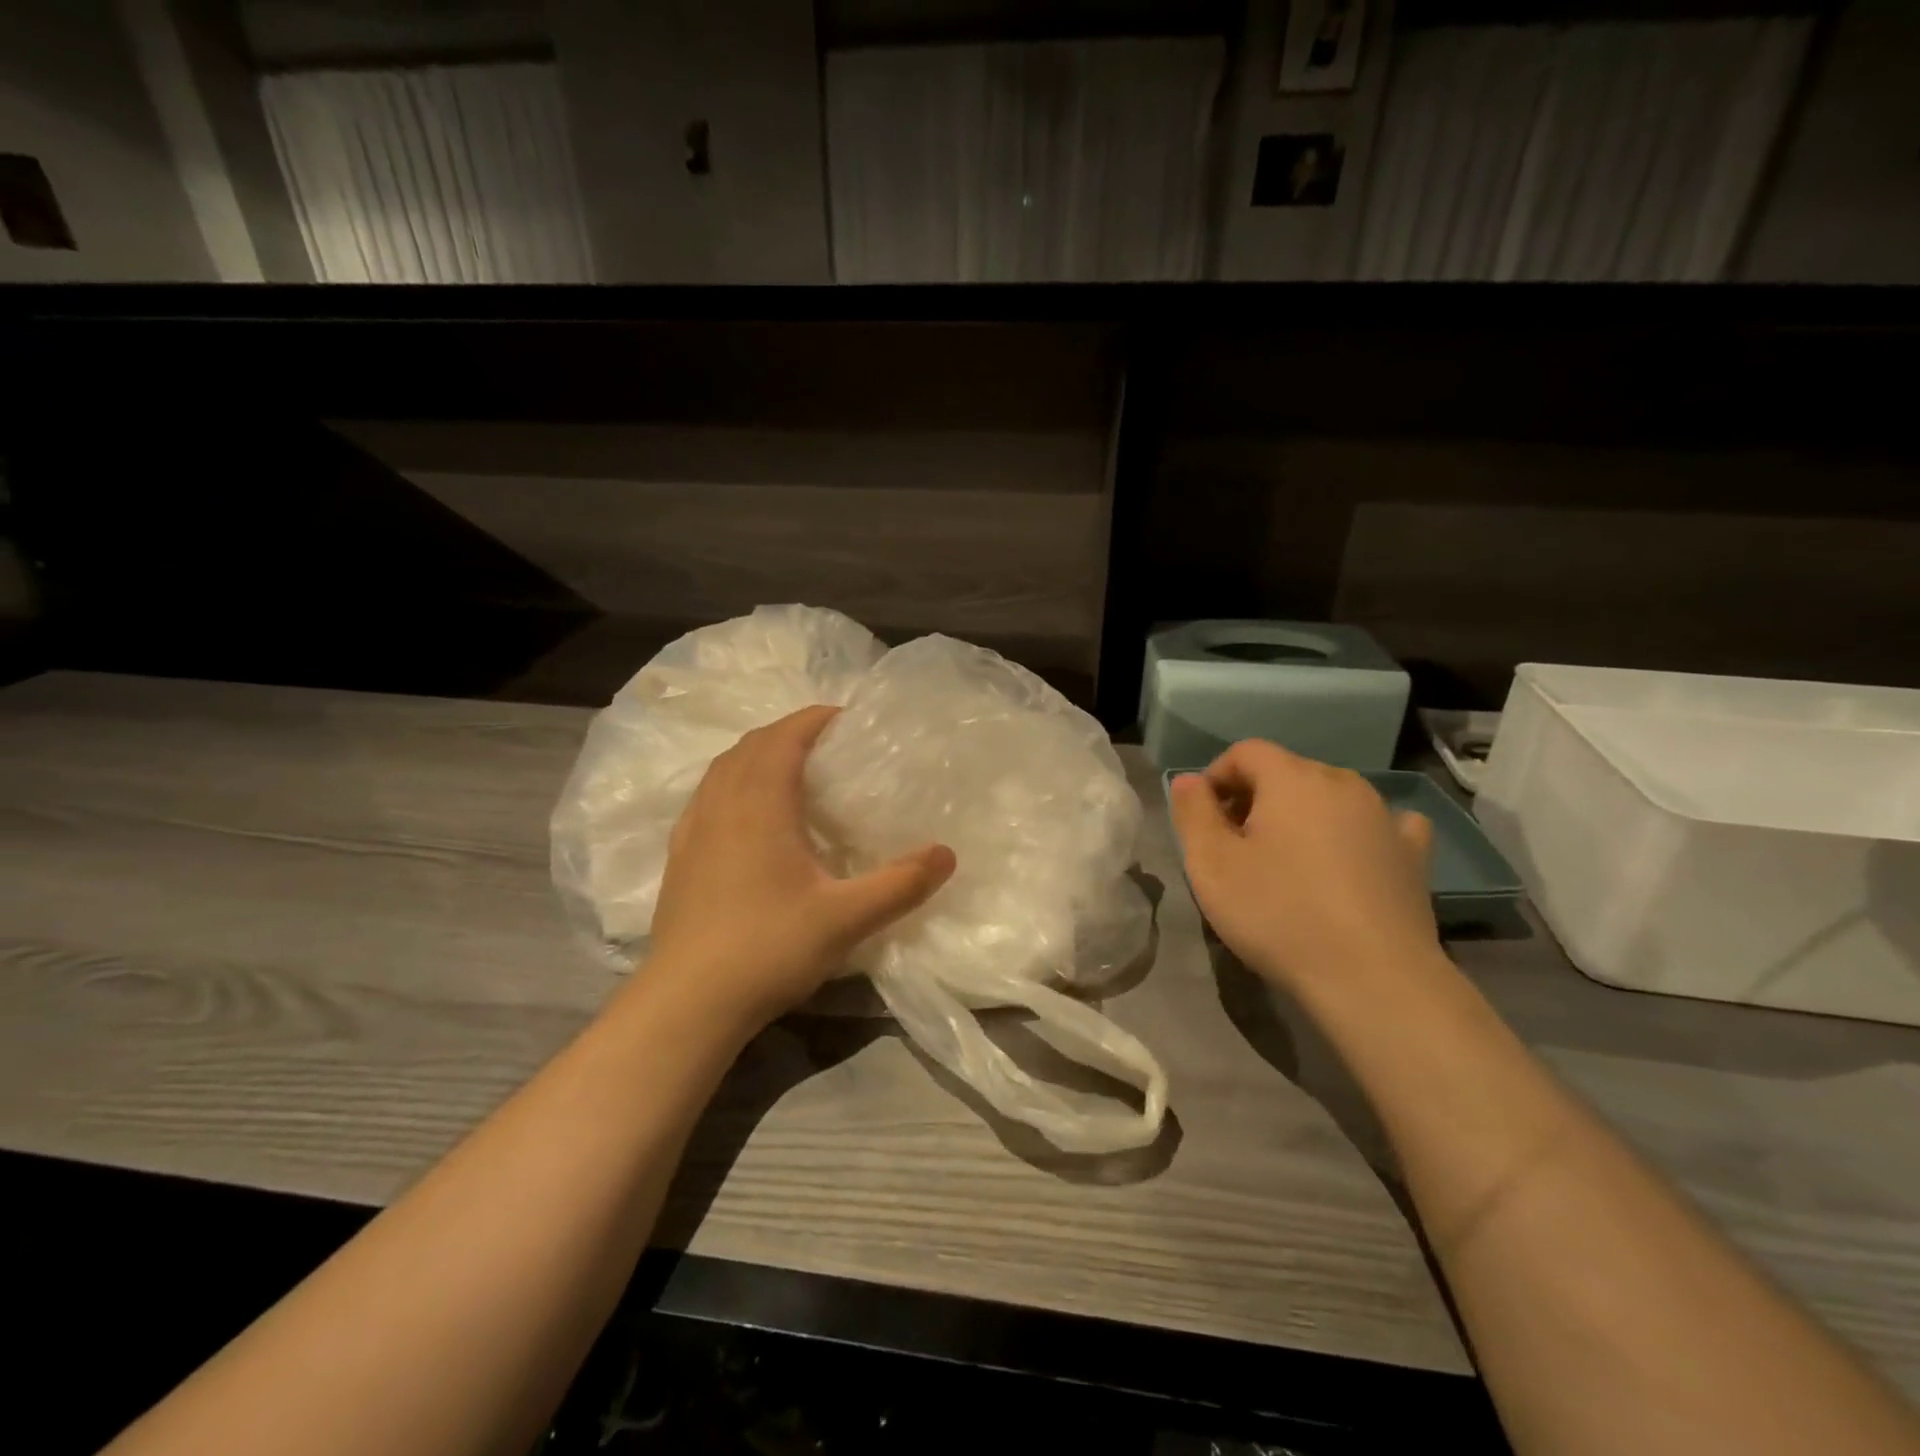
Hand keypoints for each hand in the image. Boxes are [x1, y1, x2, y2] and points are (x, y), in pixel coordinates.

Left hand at [644, 705, 955, 1027]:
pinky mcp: (679, 858)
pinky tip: (748, 817)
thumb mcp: (846, 918)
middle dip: (788, 733)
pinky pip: (707, 798)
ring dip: (757, 756)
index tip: (847, 720)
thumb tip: (947, 854)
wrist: (686, 1004)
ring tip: (790, 771)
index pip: (784, 737)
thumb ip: (900, 884)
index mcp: (759, 804)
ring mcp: (693, 831)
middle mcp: (720, 804)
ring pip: (723, 769)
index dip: (814, 719)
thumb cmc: (767, 948)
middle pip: (751, 745)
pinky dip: (732, 785)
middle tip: (827, 745)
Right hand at [1169, 740, 1440, 994]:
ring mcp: (1385, 817)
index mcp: (1292, 778)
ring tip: (1285, 861)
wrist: (1373, 979)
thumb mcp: (1211, 864)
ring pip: (1330, 798)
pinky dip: (1357, 833)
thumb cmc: (1278, 914)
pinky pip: (1382, 825)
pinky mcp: (1413, 855)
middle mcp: (1343, 783)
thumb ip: (1193, 812)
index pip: (1246, 752)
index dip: (1216, 777)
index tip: (1202, 819)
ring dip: (1300, 816)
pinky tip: (1353, 856)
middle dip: (1254, 799)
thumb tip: (1189, 781)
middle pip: (1287, 772)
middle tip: (1234, 847)